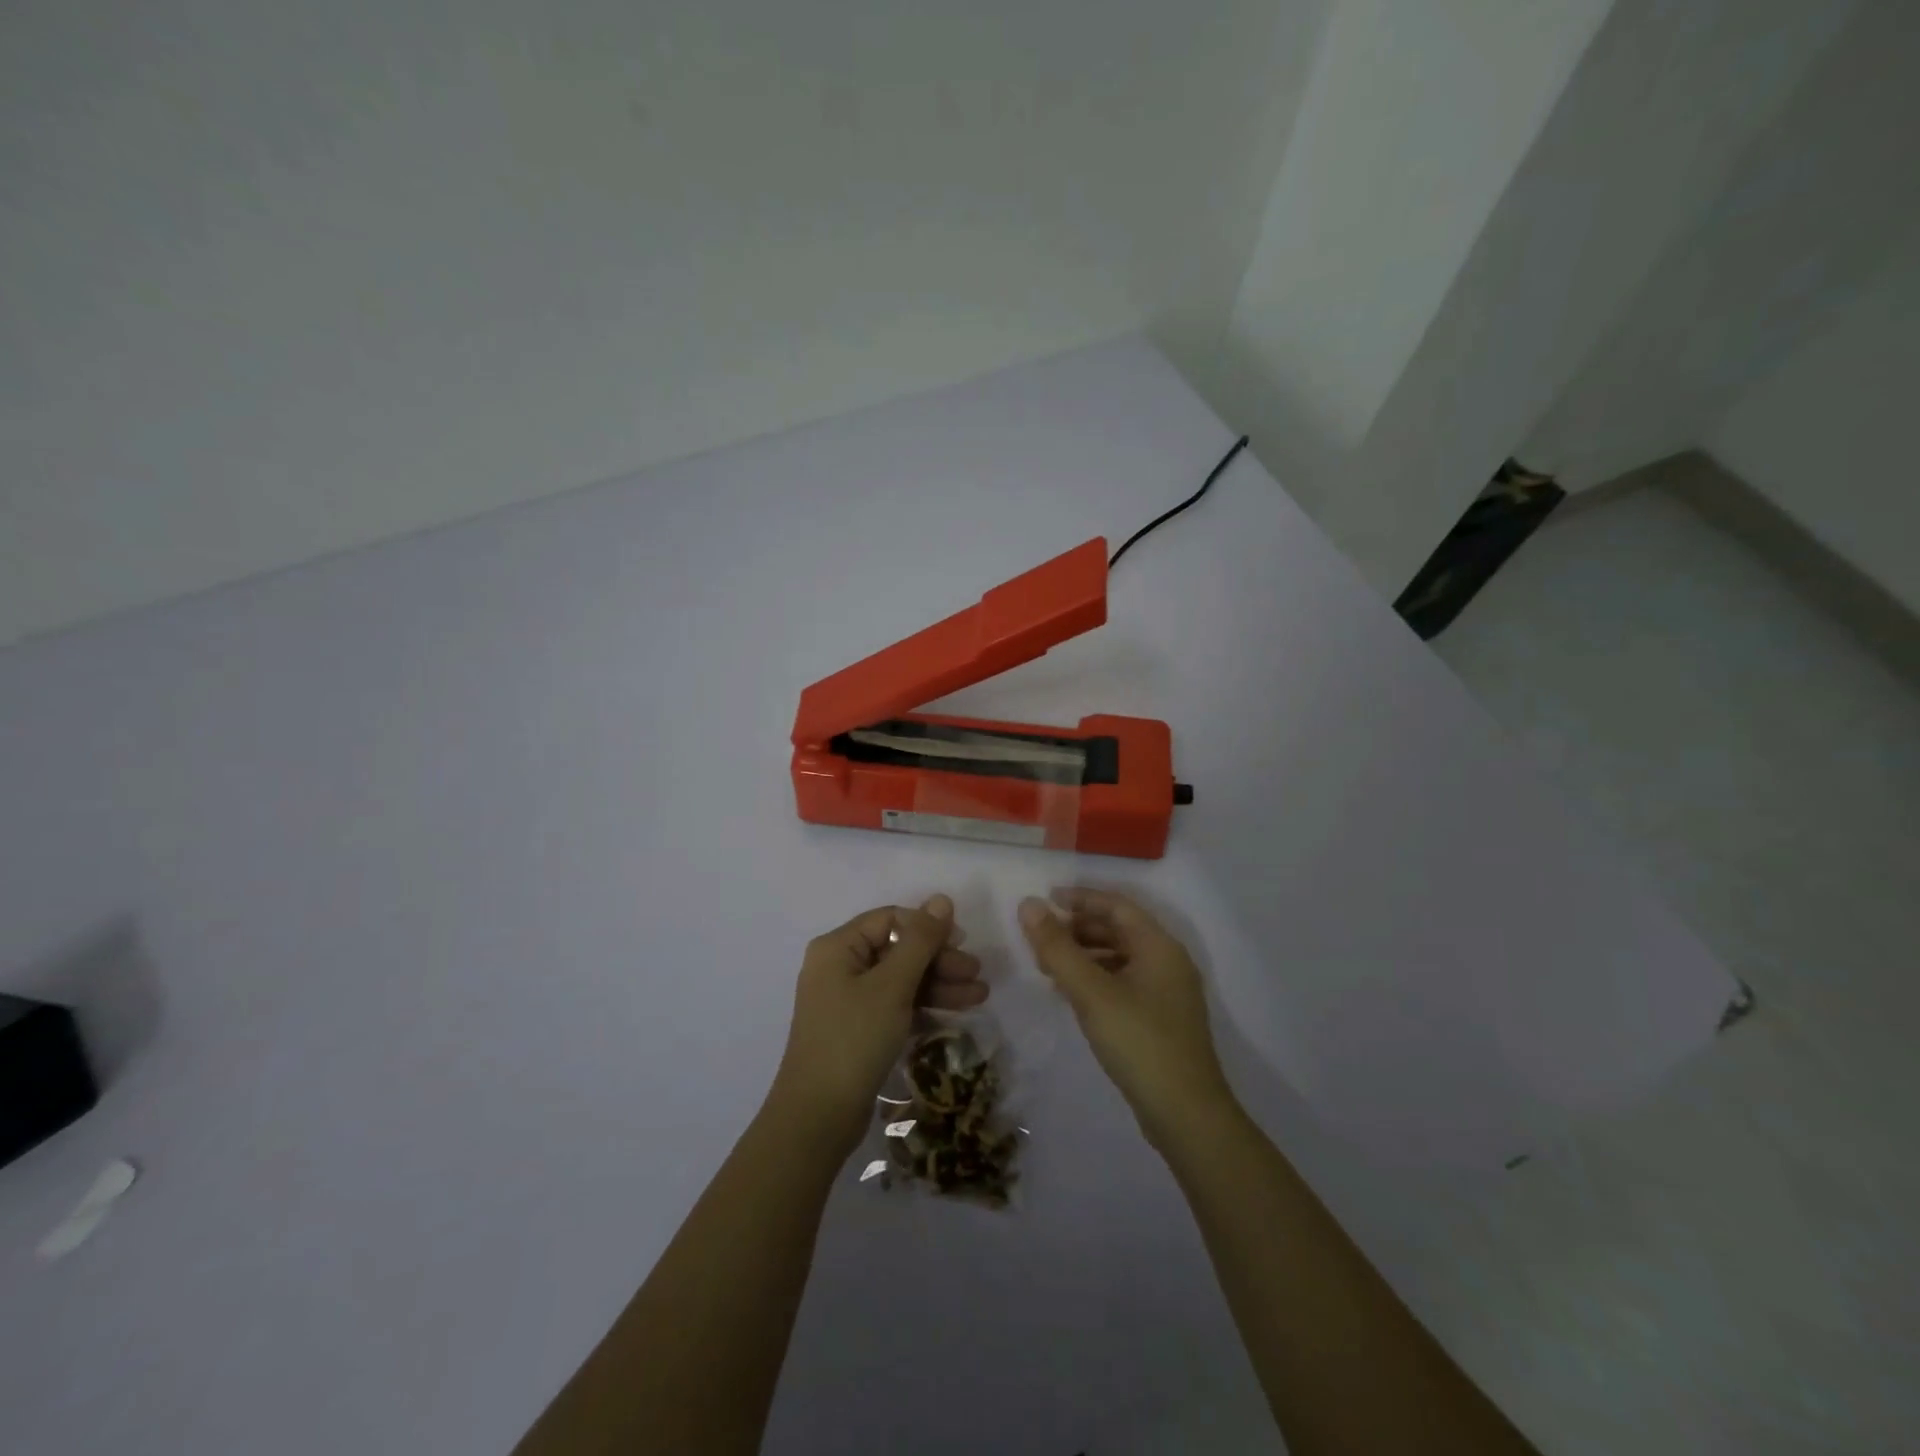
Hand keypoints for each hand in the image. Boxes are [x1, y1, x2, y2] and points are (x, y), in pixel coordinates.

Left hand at [769, 894, 985, 1157]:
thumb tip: (942, 899)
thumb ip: (920, 941)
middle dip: (939, 960)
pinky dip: (923, 1005)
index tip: (963, 943)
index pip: (890, 920)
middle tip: (976, 975)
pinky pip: (896, 1004)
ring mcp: (848, 999)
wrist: (818, 1117)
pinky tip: (955, 1013)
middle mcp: (839, 966)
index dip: (928, 927)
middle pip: (898, 949)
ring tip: (979, 996)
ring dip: (939, 984)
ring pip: (901, 979)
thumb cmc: (854, 1039)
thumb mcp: (892, 986)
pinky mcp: (858, 1028)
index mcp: (838, 947)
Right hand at [1019, 888, 1235, 1146]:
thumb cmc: (1139, 1042)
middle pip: (1120, 930)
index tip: (1046, 899)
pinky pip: (1124, 983)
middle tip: (1041, 936)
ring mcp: (1168, 994)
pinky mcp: (1161, 1021)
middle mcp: (1168, 963)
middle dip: (1079, 928)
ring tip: (1049, 966)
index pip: (1117, 906)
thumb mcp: (1091, 992)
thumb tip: (1028, 904)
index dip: (1081, 898)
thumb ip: (1057, 948)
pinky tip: (1071, 995)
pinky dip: (1096, 979)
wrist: (1186, 1116)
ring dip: (1085, 955)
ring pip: (1120, 958)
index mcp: (1159, 947)